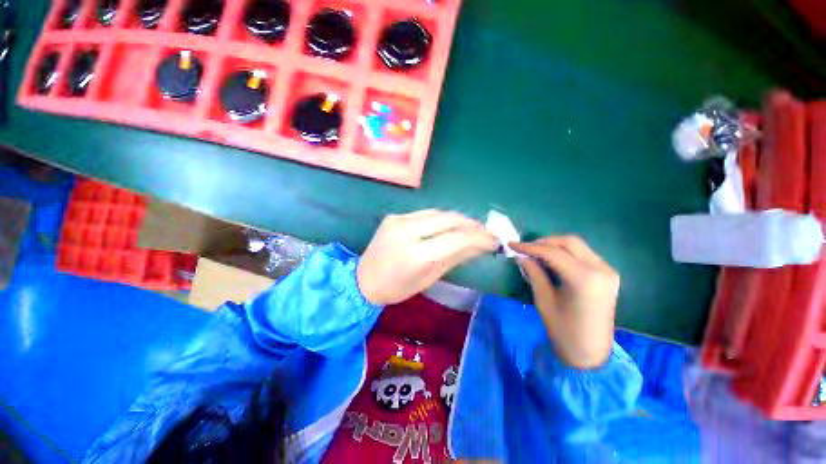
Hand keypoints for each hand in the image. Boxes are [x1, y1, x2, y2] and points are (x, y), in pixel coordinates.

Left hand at [357, 210, 497, 305]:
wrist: (363, 280)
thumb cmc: (397, 288)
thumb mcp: (429, 278)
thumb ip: (455, 258)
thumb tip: (481, 246)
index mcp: (416, 255)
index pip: (457, 239)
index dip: (479, 238)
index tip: (494, 241)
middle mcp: (407, 231)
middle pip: (449, 219)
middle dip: (472, 224)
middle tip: (485, 232)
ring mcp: (398, 220)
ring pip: (438, 213)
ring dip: (458, 219)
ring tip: (471, 228)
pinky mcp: (394, 216)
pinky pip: (424, 213)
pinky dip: (441, 219)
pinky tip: (448, 226)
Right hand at [510, 236, 618, 368]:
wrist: (590, 352)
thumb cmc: (563, 330)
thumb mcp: (544, 300)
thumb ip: (534, 273)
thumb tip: (522, 256)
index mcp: (584, 279)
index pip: (553, 252)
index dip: (530, 247)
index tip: (512, 244)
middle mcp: (600, 269)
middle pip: (569, 242)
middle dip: (544, 242)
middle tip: (525, 248)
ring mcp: (608, 271)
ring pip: (578, 246)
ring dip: (555, 245)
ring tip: (536, 252)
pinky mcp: (608, 274)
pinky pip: (584, 254)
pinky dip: (566, 253)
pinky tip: (552, 260)